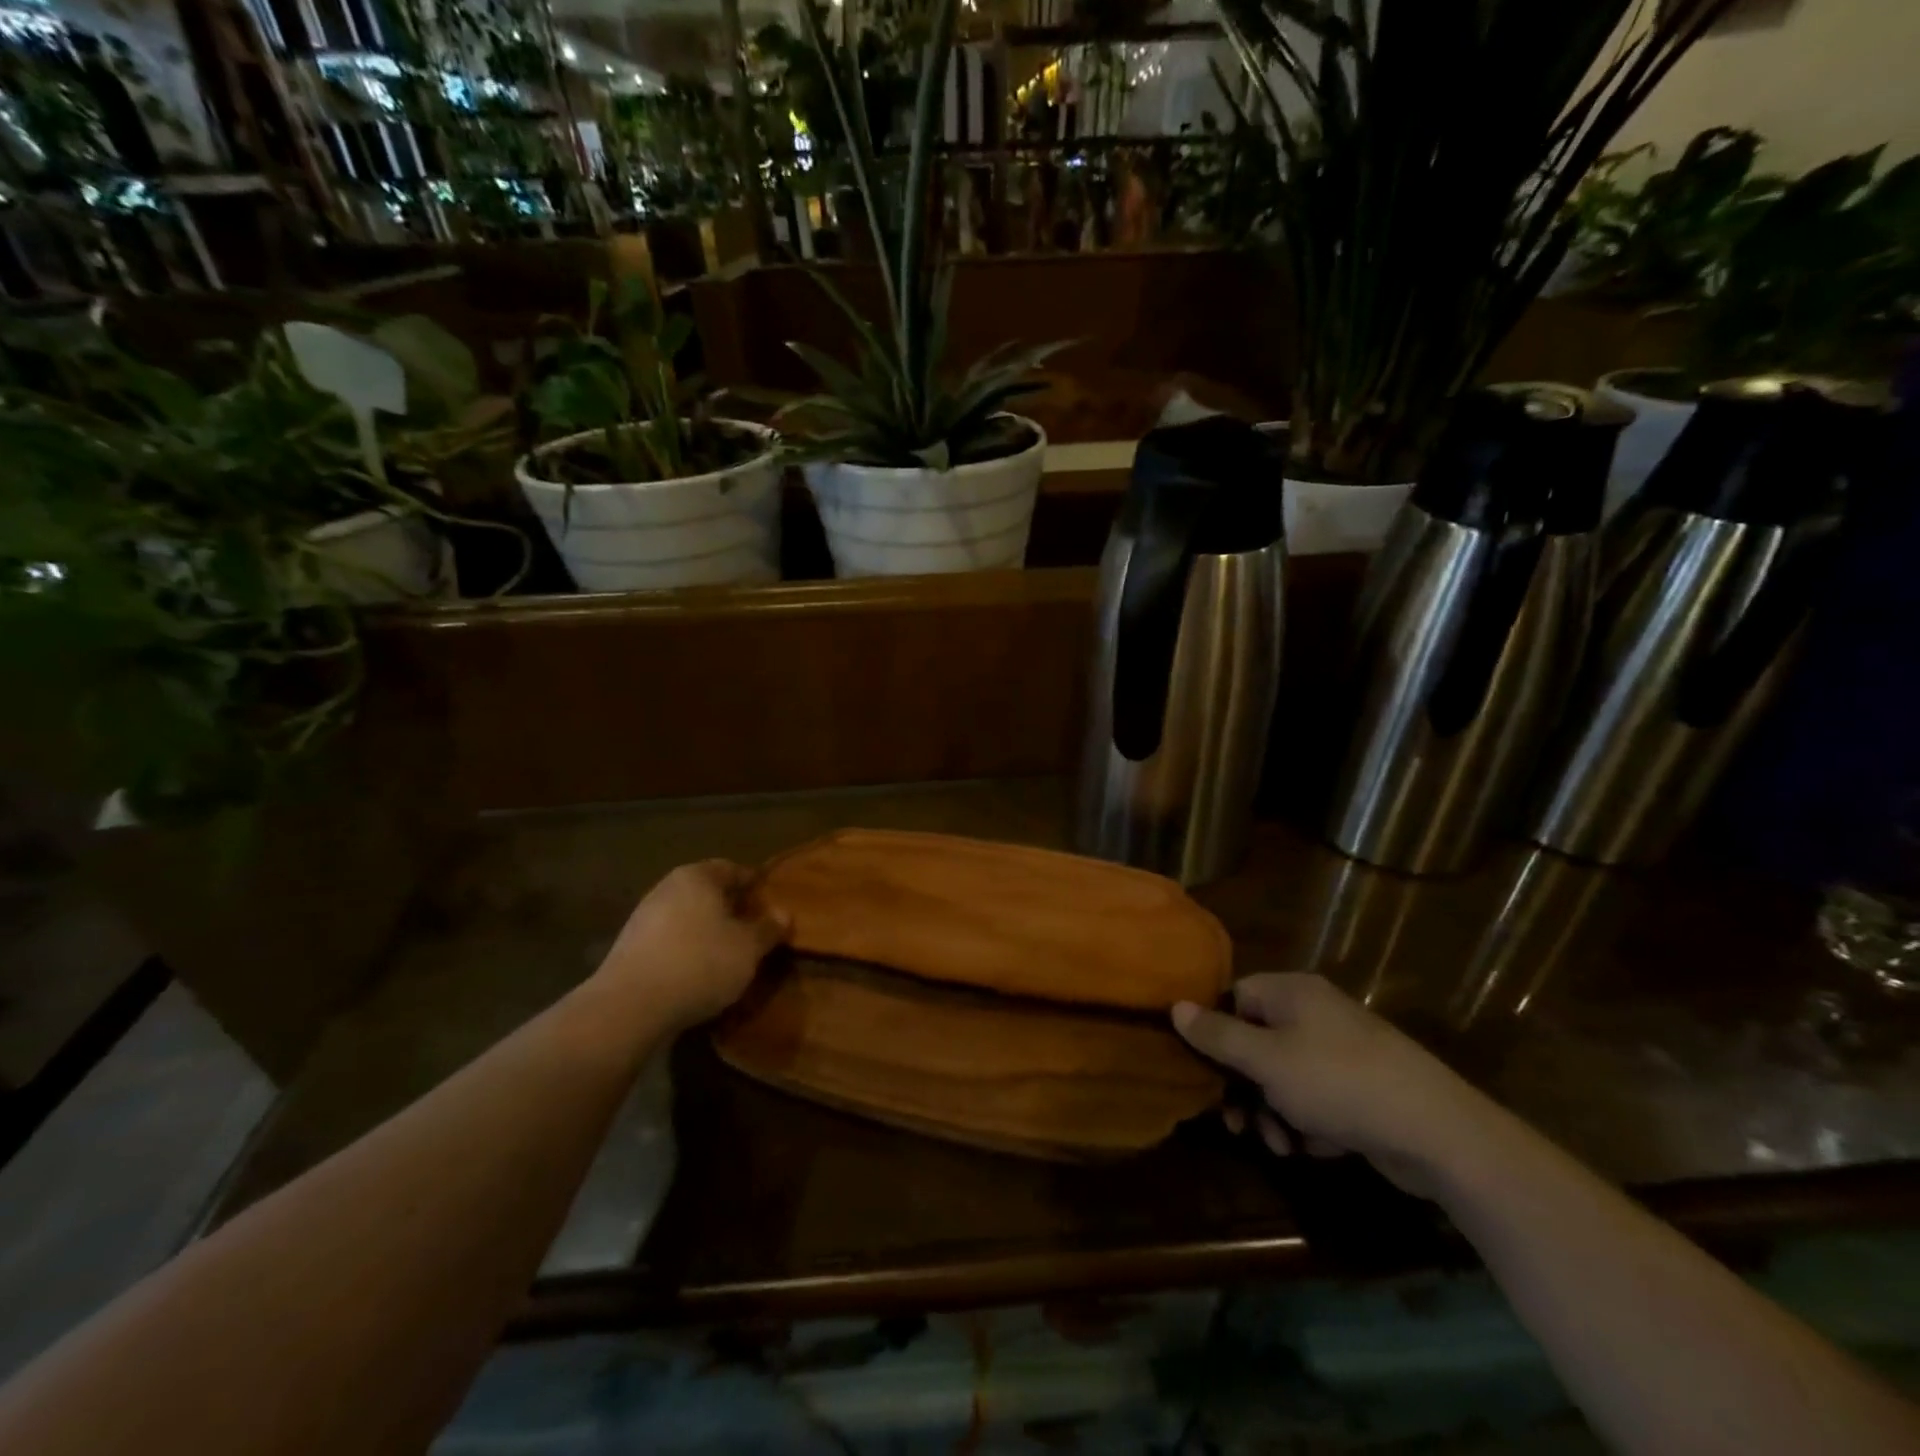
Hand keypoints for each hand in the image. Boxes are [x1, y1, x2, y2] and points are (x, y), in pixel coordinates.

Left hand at [592, 861, 789, 1032]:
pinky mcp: (629, 948)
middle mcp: (667, 888)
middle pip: (707, 892)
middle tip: (754, 930)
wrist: (629, 1007)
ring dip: (707, 931)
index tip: (770, 903)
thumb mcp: (749, 947)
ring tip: (728, 956)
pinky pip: (669, 941)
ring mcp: (643, 917)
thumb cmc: (700, 963)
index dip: (754, 885)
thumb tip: (784, 913)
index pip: (732, 868)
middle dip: (731, 909)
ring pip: (687, 917)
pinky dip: (686, 951)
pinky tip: (698, 974)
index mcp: (697, 876)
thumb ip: (768, 928)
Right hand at [1172, 974, 1498, 1197]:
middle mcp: (1314, 1014)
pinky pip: (1315, 1098)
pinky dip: (1305, 1122)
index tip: (1203, 1069)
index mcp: (1291, 993)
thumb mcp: (1266, 1060)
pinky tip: (1311, 1149)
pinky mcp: (1361, 1089)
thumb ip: (1217, 1035)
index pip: (1234, 997)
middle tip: (1235, 1124)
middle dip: (1243, 1086)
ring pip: (1284, 1076)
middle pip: (1256, 1041)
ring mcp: (1341, 1052)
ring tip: (1278, 1145)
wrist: (1437, 1132)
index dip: (1214, 1031)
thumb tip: (1175, 1006)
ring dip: (1271, 1111)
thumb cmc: (1338, 1082)